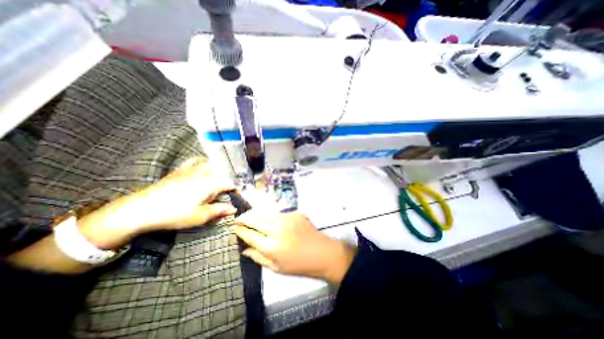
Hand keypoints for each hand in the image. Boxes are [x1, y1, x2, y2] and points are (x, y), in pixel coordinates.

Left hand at [75, 158, 235, 247]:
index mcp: (211, 183)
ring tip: (222, 176)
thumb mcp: (200, 216)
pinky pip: (196, 160)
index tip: (241, 194)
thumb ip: (219, 210)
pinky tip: (203, 166)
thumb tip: (234, 209)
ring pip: (211, 163)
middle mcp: (204, 173)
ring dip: (220, 168)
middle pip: (223, 170)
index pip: (230, 182)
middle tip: (233, 186)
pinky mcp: (181, 169)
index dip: (238, 188)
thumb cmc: (175, 213)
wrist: (142, 208)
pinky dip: (203, 162)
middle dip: (231, 176)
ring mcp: (191, 169)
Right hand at [232, 210, 354, 284]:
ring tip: (250, 215)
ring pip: (265, 212)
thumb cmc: (299, 265)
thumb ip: (258, 257)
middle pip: (255, 219)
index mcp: (271, 246)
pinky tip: (271, 219)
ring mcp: (287, 219)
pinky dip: (272, 215)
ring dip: (255, 213)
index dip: (240, 230)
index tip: (234, 227)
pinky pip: (279, 213)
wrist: (322, 253)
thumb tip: (244, 249)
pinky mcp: (295, 213)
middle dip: (244, 218)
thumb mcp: (276, 268)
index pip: (249, 235)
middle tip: (238, 218)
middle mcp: (277, 229)